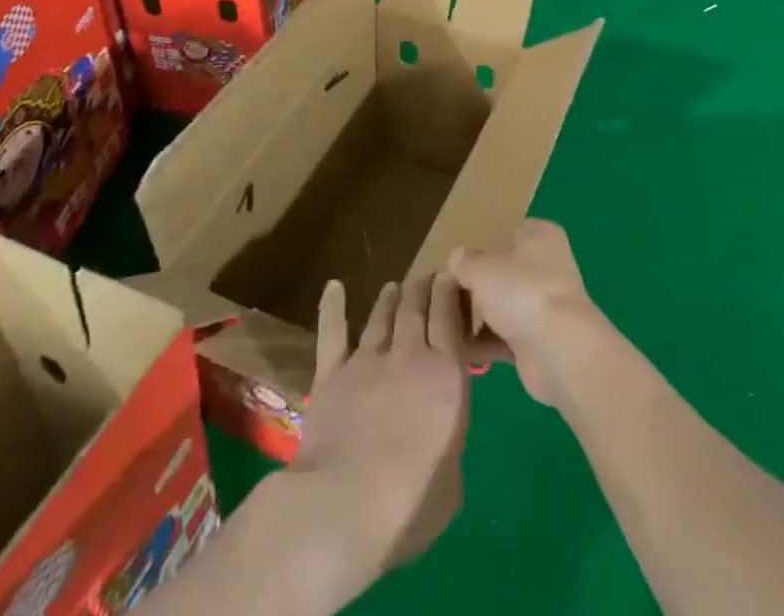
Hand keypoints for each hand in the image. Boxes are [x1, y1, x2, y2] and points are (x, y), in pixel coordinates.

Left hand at [287, 277, 471, 588]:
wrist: (344, 507)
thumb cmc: (410, 506)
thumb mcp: (452, 484)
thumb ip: (450, 448)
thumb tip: (442, 443)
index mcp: (447, 375)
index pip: (449, 317)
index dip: (449, 291)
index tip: (450, 276)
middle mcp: (409, 356)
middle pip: (416, 307)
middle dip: (422, 288)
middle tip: (425, 278)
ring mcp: (367, 361)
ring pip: (381, 315)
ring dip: (390, 297)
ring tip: (394, 286)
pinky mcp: (331, 374)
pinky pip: (333, 332)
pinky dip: (332, 307)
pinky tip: (333, 286)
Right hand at [449, 220, 605, 406]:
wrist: (560, 352)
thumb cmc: (523, 292)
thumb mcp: (481, 268)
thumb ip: (464, 261)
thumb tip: (456, 259)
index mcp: (541, 236)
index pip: (509, 231)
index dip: (484, 242)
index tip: (457, 258)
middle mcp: (548, 266)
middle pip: (505, 270)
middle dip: (478, 282)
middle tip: (447, 290)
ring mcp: (546, 305)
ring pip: (504, 304)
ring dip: (480, 315)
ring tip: (446, 319)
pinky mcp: (541, 340)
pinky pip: (506, 336)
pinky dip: (486, 342)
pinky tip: (458, 347)